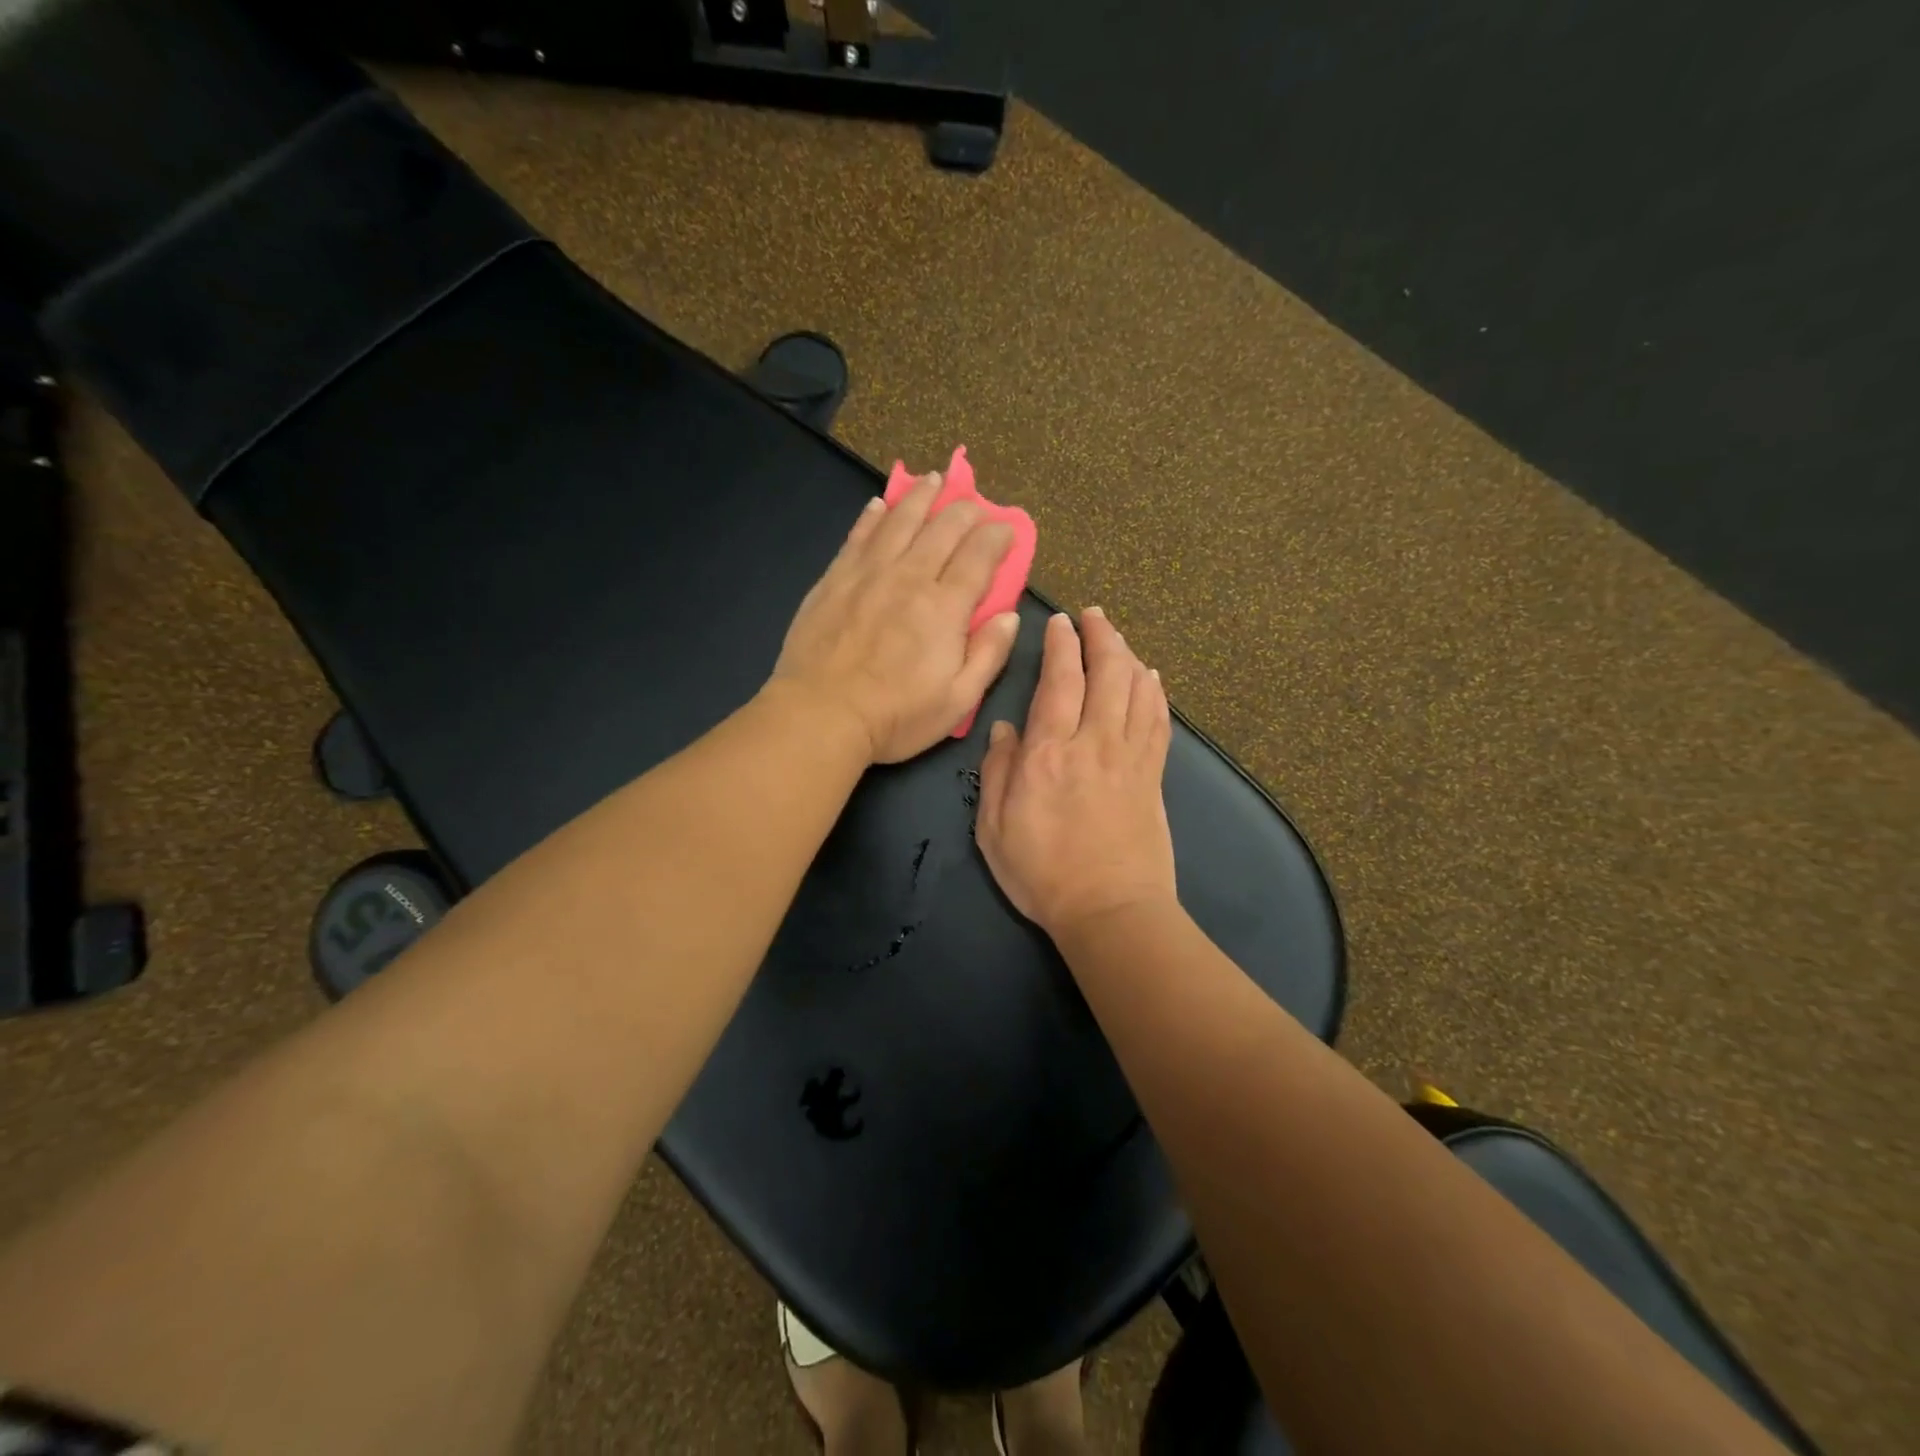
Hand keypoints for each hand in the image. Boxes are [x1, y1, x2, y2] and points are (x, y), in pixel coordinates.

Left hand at [771, 473, 1020, 763]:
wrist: (821, 714)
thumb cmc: (896, 716)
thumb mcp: (958, 700)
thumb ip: (989, 655)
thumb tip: (1010, 616)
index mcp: (945, 607)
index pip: (979, 556)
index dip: (997, 537)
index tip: (1006, 531)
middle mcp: (910, 577)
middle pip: (943, 528)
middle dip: (965, 510)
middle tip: (975, 505)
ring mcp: (868, 573)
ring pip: (900, 521)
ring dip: (921, 497)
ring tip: (933, 480)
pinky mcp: (835, 579)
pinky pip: (858, 536)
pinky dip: (873, 516)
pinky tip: (880, 505)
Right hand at [976, 608, 1176, 934]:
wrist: (1110, 911)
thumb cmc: (1042, 873)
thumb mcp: (995, 828)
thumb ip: (997, 772)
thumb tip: (1004, 728)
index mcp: (1048, 753)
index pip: (1058, 681)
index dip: (1061, 645)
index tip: (1060, 621)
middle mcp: (1093, 743)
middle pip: (1106, 674)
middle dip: (1100, 636)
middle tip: (1093, 615)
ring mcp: (1130, 758)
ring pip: (1136, 690)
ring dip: (1128, 655)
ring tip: (1117, 636)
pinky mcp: (1152, 776)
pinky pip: (1158, 721)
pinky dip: (1155, 692)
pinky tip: (1152, 677)